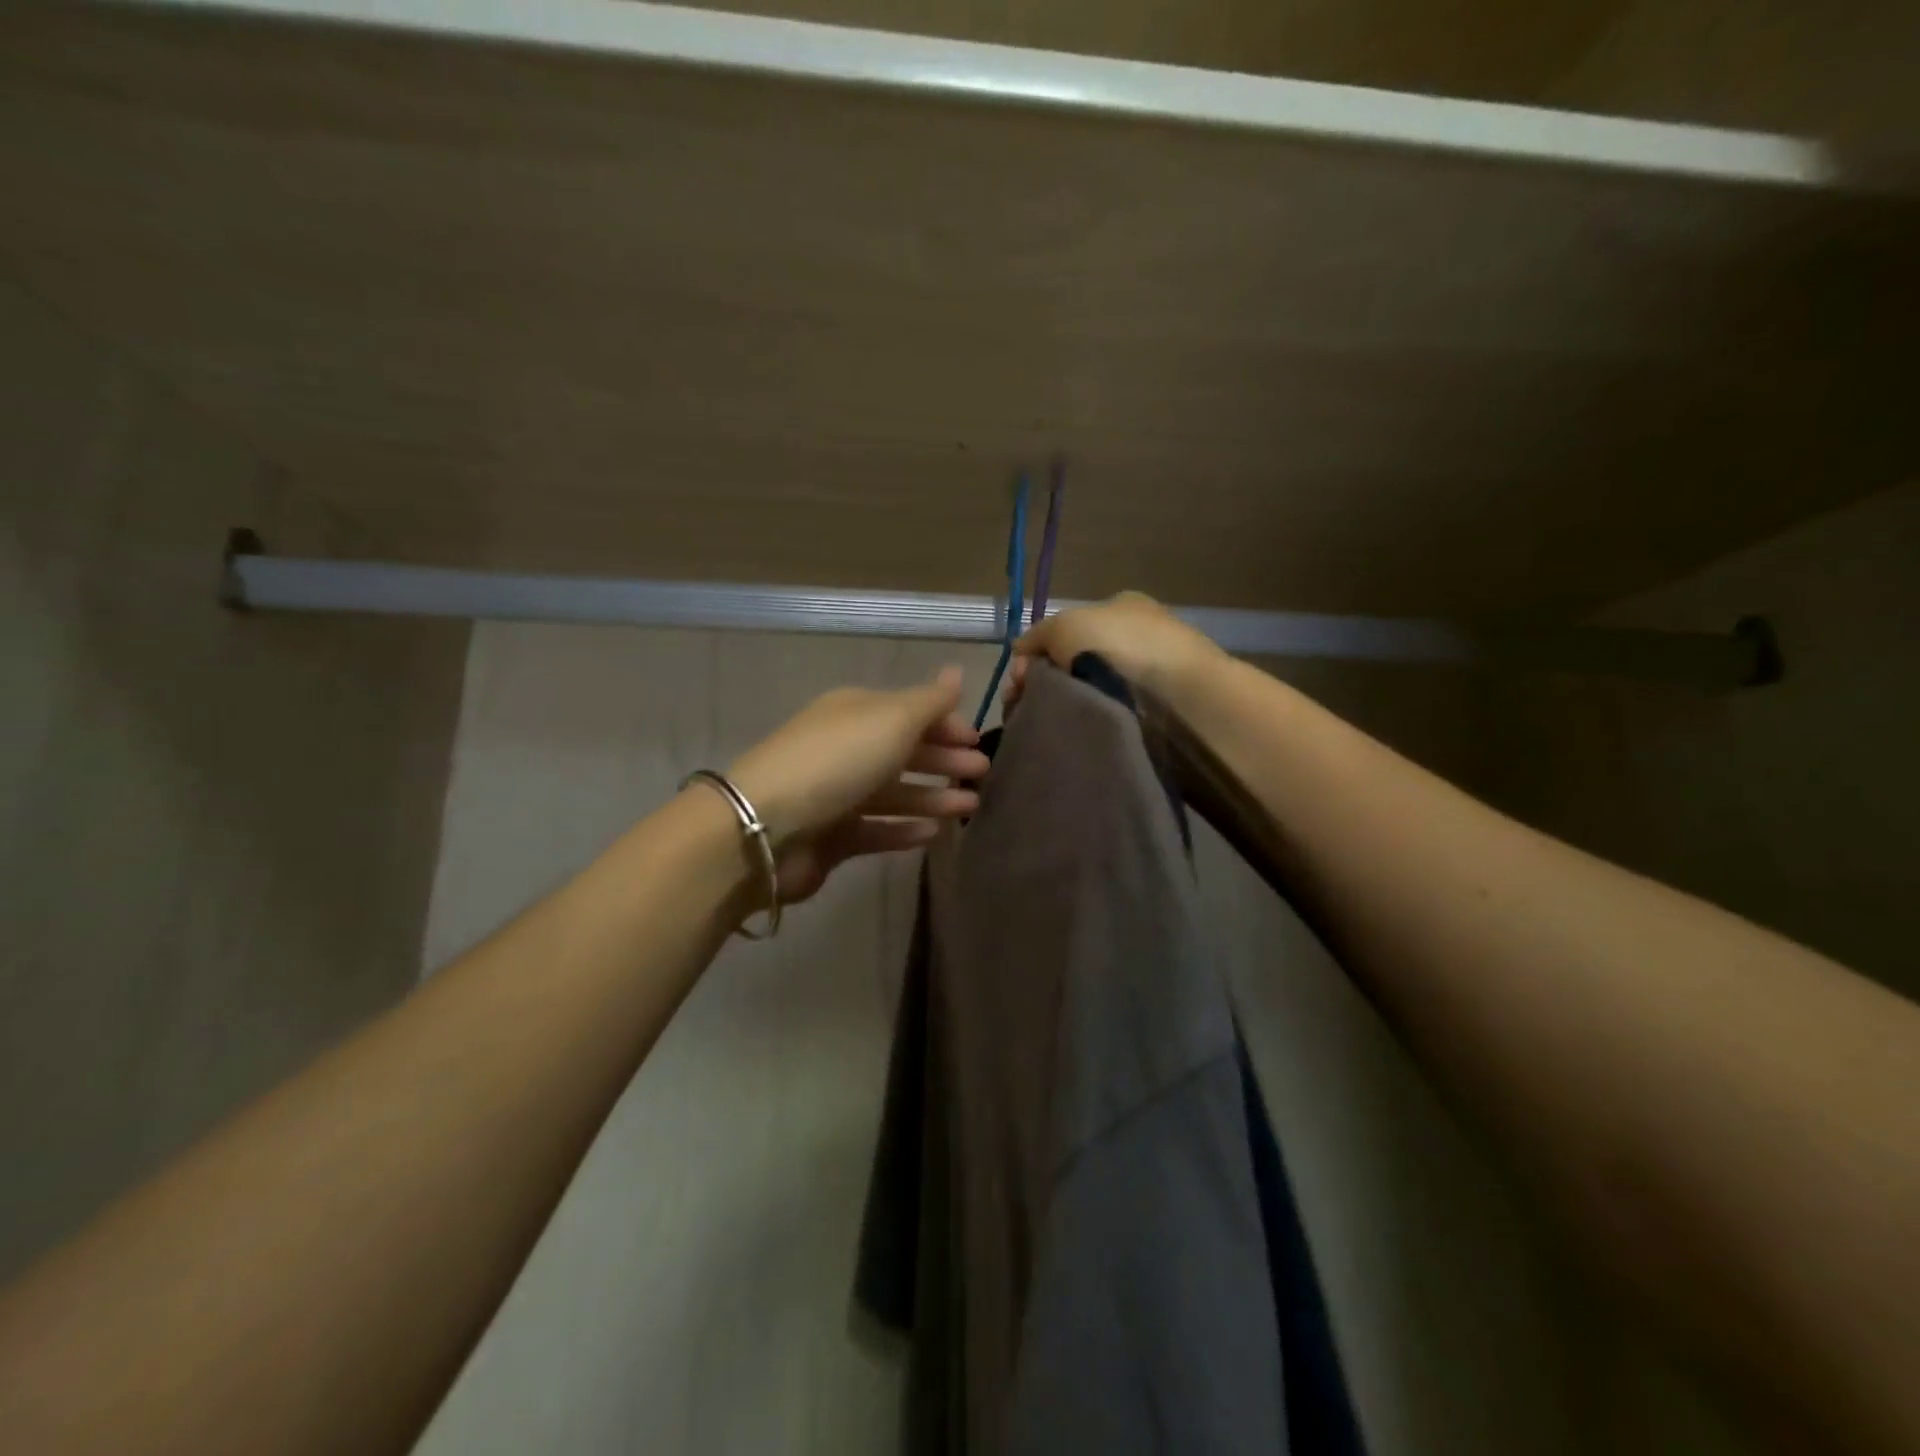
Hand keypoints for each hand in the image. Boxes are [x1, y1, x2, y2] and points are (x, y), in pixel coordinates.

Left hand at [726, 667, 987, 903]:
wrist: (766, 828)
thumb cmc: (836, 761)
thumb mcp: (891, 720)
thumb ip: (930, 701)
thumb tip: (958, 672)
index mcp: (855, 712)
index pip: (909, 712)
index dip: (945, 724)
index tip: (978, 740)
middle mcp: (845, 748)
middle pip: (903, 751)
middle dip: (944, 761)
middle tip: (982, 774)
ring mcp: (836, 794)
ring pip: (894, 792)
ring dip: (932, 797)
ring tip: (970, 809)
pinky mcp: (831, 837)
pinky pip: (876, 829)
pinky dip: (904, 829)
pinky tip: (933, 835)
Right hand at [1005, 592, 1221, 710]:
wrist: (1178, 695)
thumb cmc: (1120, 646)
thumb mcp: (1065, 625)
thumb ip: (1038, 635)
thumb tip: (1020, 652)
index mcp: (1121, 606)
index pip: (1066, 629)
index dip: (1036, 653)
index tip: (1019, 680)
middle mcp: (1136, 634)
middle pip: (1075, 659)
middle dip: (1048, 681)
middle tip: (1028, 704)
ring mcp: (1149, 672)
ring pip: (1090, 688)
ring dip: (1069, 703)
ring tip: (1052, 722)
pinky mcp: (1158, 708)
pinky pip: (1110, 711)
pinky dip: (1093, 719)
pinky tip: (1079, 730)